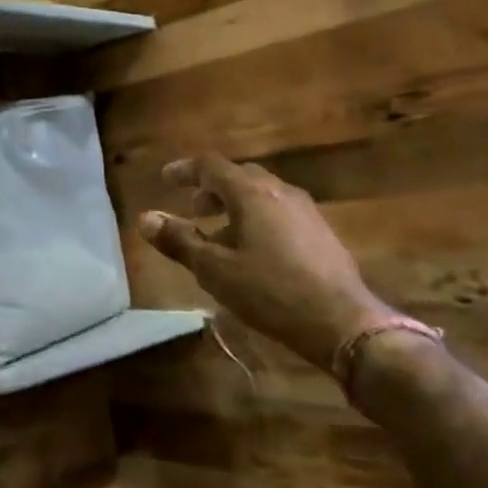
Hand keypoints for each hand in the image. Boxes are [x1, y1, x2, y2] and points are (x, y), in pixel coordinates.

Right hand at [139, 155, 392, 368]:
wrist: (342, 322)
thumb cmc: (270, 291)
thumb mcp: (215, 269)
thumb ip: (179, 240)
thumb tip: (145, 218)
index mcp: (251, 193)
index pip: (211, 165)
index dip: (185, 170)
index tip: (165, 179)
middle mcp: (280, 191)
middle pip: (239, 176)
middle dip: (211, 189)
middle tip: (193, 210)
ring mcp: (306, 210)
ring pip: (261, 194)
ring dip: (234, 205)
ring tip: (219, 234)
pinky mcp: (321, 232)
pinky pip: (279, 212)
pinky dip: (256, 219)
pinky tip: (253, 251)